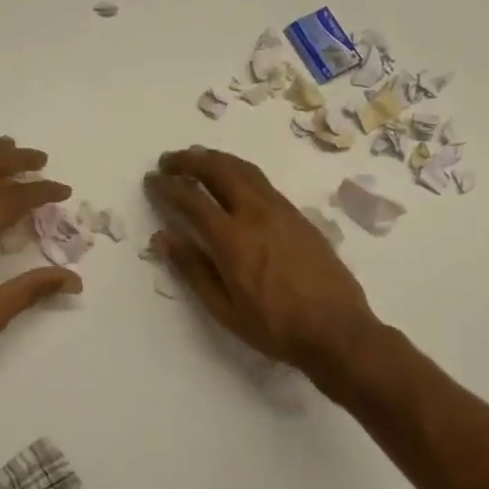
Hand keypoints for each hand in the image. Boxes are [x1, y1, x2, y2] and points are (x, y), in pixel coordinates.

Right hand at [145, 147, 382, 387]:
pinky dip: (239, 171)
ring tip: (197, 158)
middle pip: (219, 170)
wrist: (337, 330)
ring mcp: (282, 211)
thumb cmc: (275, 328)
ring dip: (216, 159)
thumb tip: (162, 238)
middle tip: (169, 160)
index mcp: (233, 240)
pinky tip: (233, 181)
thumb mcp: (224, 309)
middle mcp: (256, 214)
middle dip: (190, 160)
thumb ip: (192, 269)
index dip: (167, 186)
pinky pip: (262, 181)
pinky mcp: (298, 216)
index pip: (192, 200)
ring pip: (244, 169)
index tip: (151, 180)